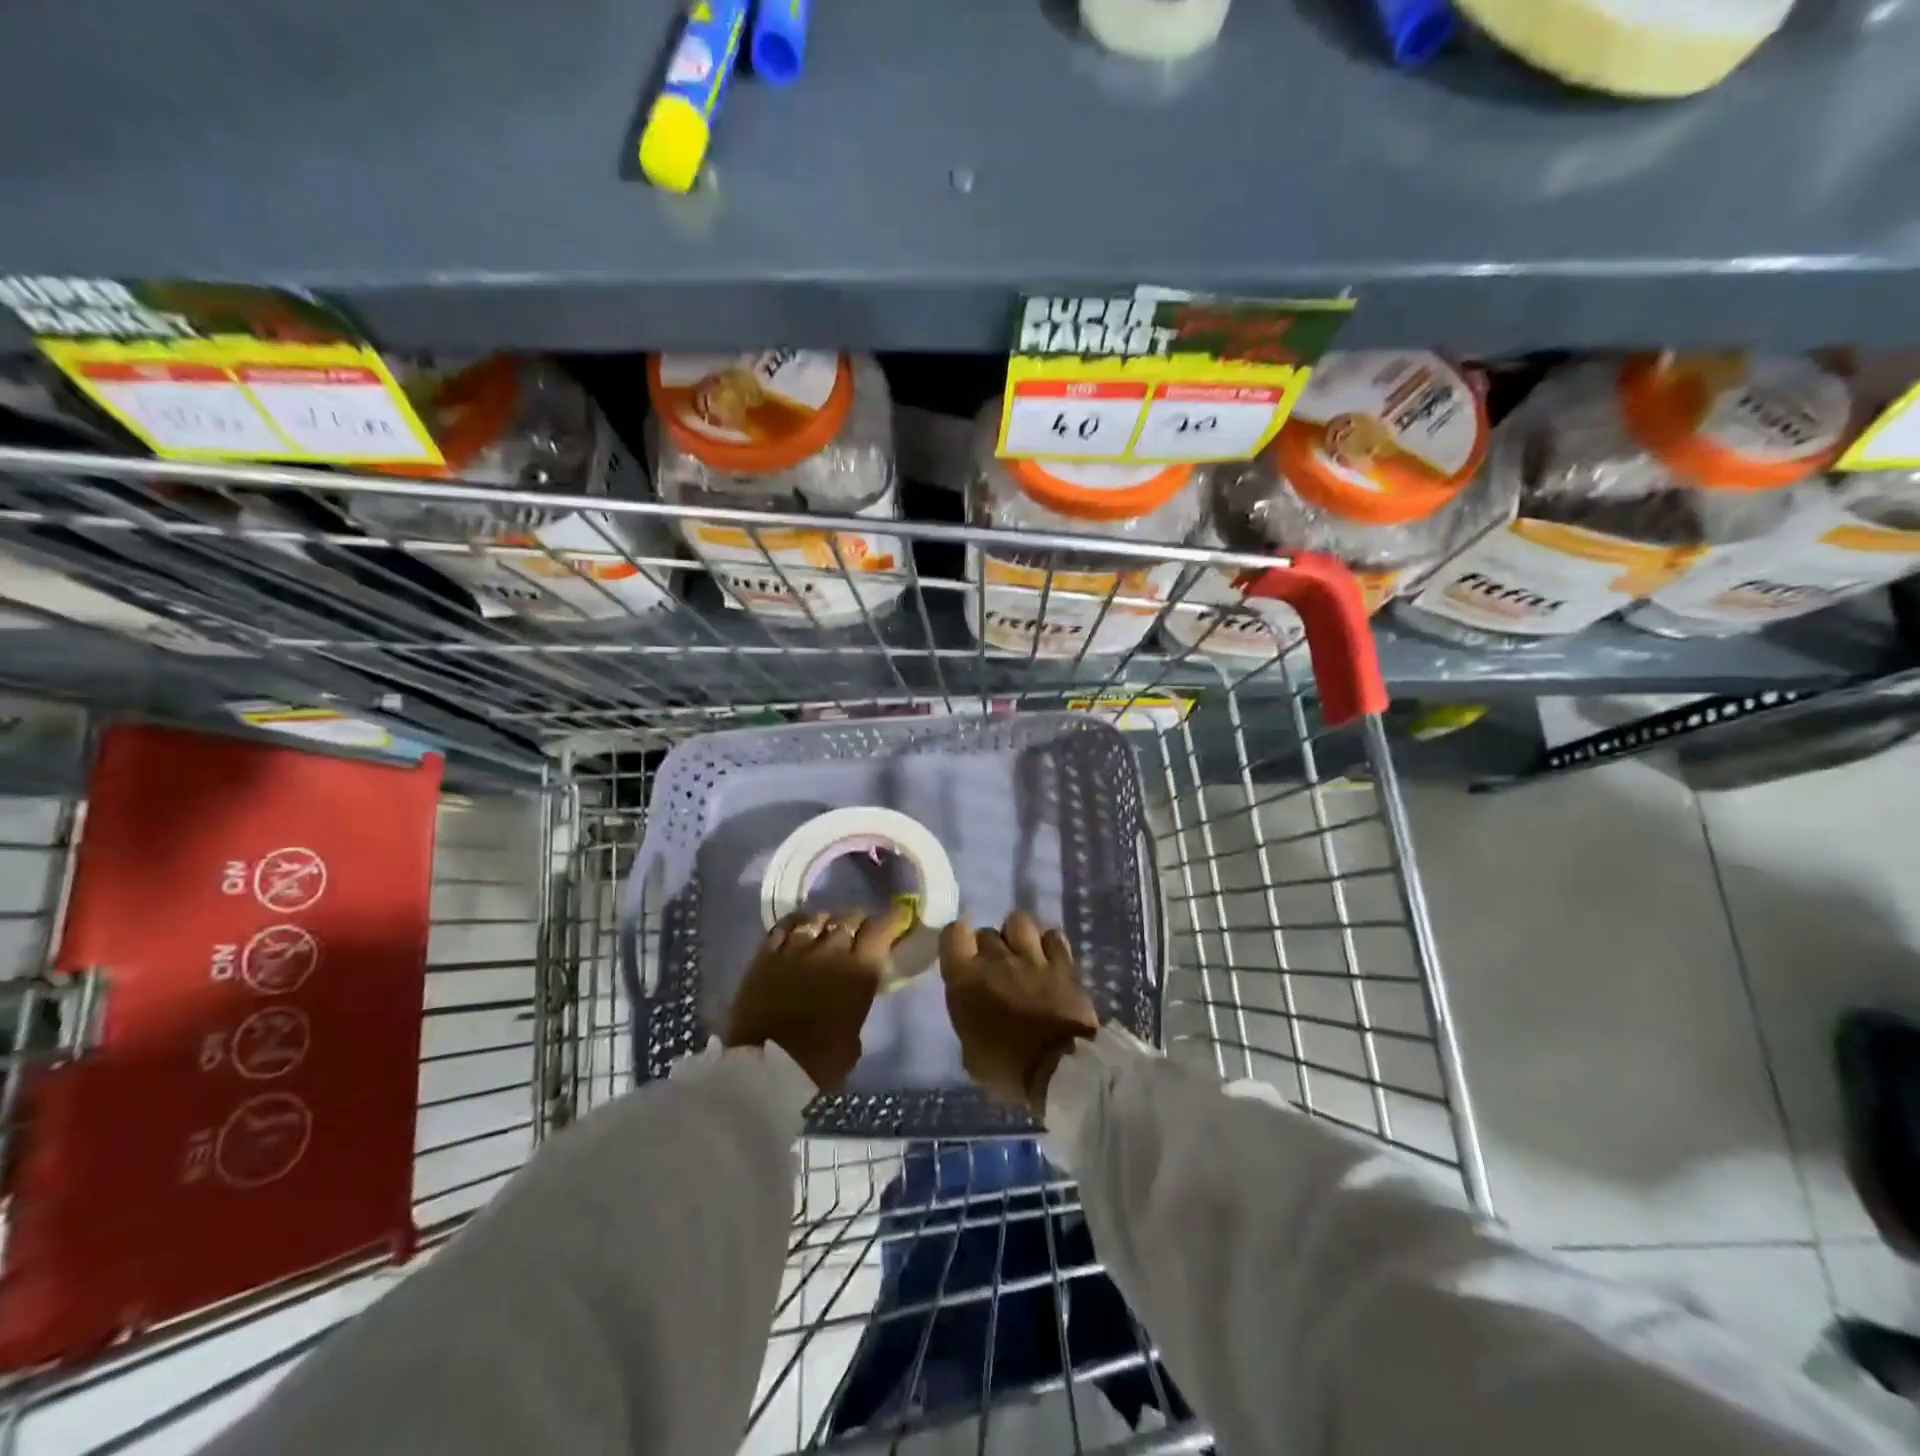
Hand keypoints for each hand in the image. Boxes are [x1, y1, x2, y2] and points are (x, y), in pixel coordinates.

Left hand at [725, 909, 908, 1091]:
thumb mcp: (853, 1039)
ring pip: (818, 917)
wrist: (765, 1068)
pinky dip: (796, 924)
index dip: (890, 920)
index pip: (881, 929)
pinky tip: (797, 930)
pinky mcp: (767, 953)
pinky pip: (785, 925)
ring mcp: (796, 948)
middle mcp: (831, 951)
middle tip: (858, 933)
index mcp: (859, 971)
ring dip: (827, 923)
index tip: (894, 920)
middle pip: (850, 918)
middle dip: (858, 923)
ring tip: (825, 932)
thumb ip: (856, 1007)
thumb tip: (852, 1000)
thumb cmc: (818, 1062)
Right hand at [939, 912, 1098, 1117]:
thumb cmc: (1008, 1069)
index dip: (958, 941)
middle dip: (989, 947)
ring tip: (1024, 954)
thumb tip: (975, 1013)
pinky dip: (1051, 944)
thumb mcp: (971, 1054)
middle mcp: (996, 960)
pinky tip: (1051, 959)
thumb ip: (969, 1020)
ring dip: (1019, 935)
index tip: (964, 957)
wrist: (1060, 1071)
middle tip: (997, 970)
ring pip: (1019, 920)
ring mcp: (1032, 957)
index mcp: (966, 980)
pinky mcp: (1063, 962)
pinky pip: (1053, 935)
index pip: (953, 934)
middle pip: (986, 932)